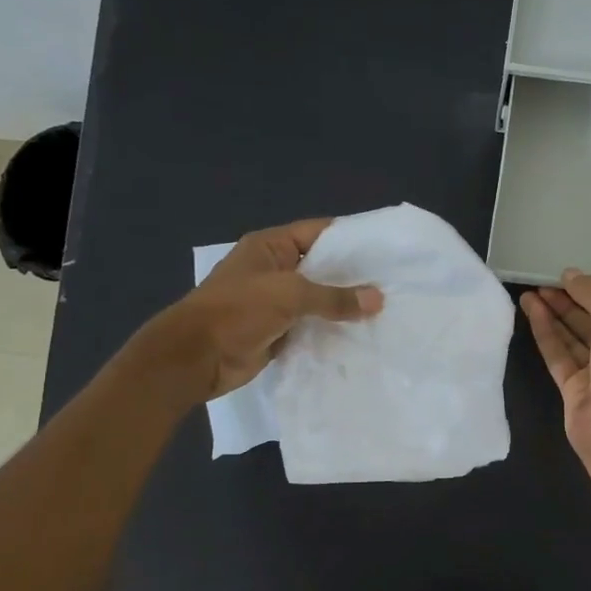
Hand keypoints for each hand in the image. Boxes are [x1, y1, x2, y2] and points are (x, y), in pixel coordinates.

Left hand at [149, 218, 381, 399]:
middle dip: (353, 276)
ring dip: (344, 307)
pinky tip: (362, 334)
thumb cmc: (238, 311)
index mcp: (270, 247)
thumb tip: (378, 299)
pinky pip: (311, 327)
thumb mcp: (289, 295)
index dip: (351, 239)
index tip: (386, 248)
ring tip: (386, 309)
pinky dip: (332, 331)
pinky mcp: (278, 332)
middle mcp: (274, 270)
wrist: (196, 358)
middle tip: (393, 283)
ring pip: (318, 300)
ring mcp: (275, 303)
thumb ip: (334, 297)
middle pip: (321, 268)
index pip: (318, 233)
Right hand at [520, 270, 590, 482]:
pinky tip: (531, 312)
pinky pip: (558, 356)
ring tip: (529, 292)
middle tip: (541, 281)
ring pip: (573, 340)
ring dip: (553, 315)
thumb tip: (570, 274)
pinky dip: (546, 334)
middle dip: (569, 302)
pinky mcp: (573, 392)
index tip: (566, 276)